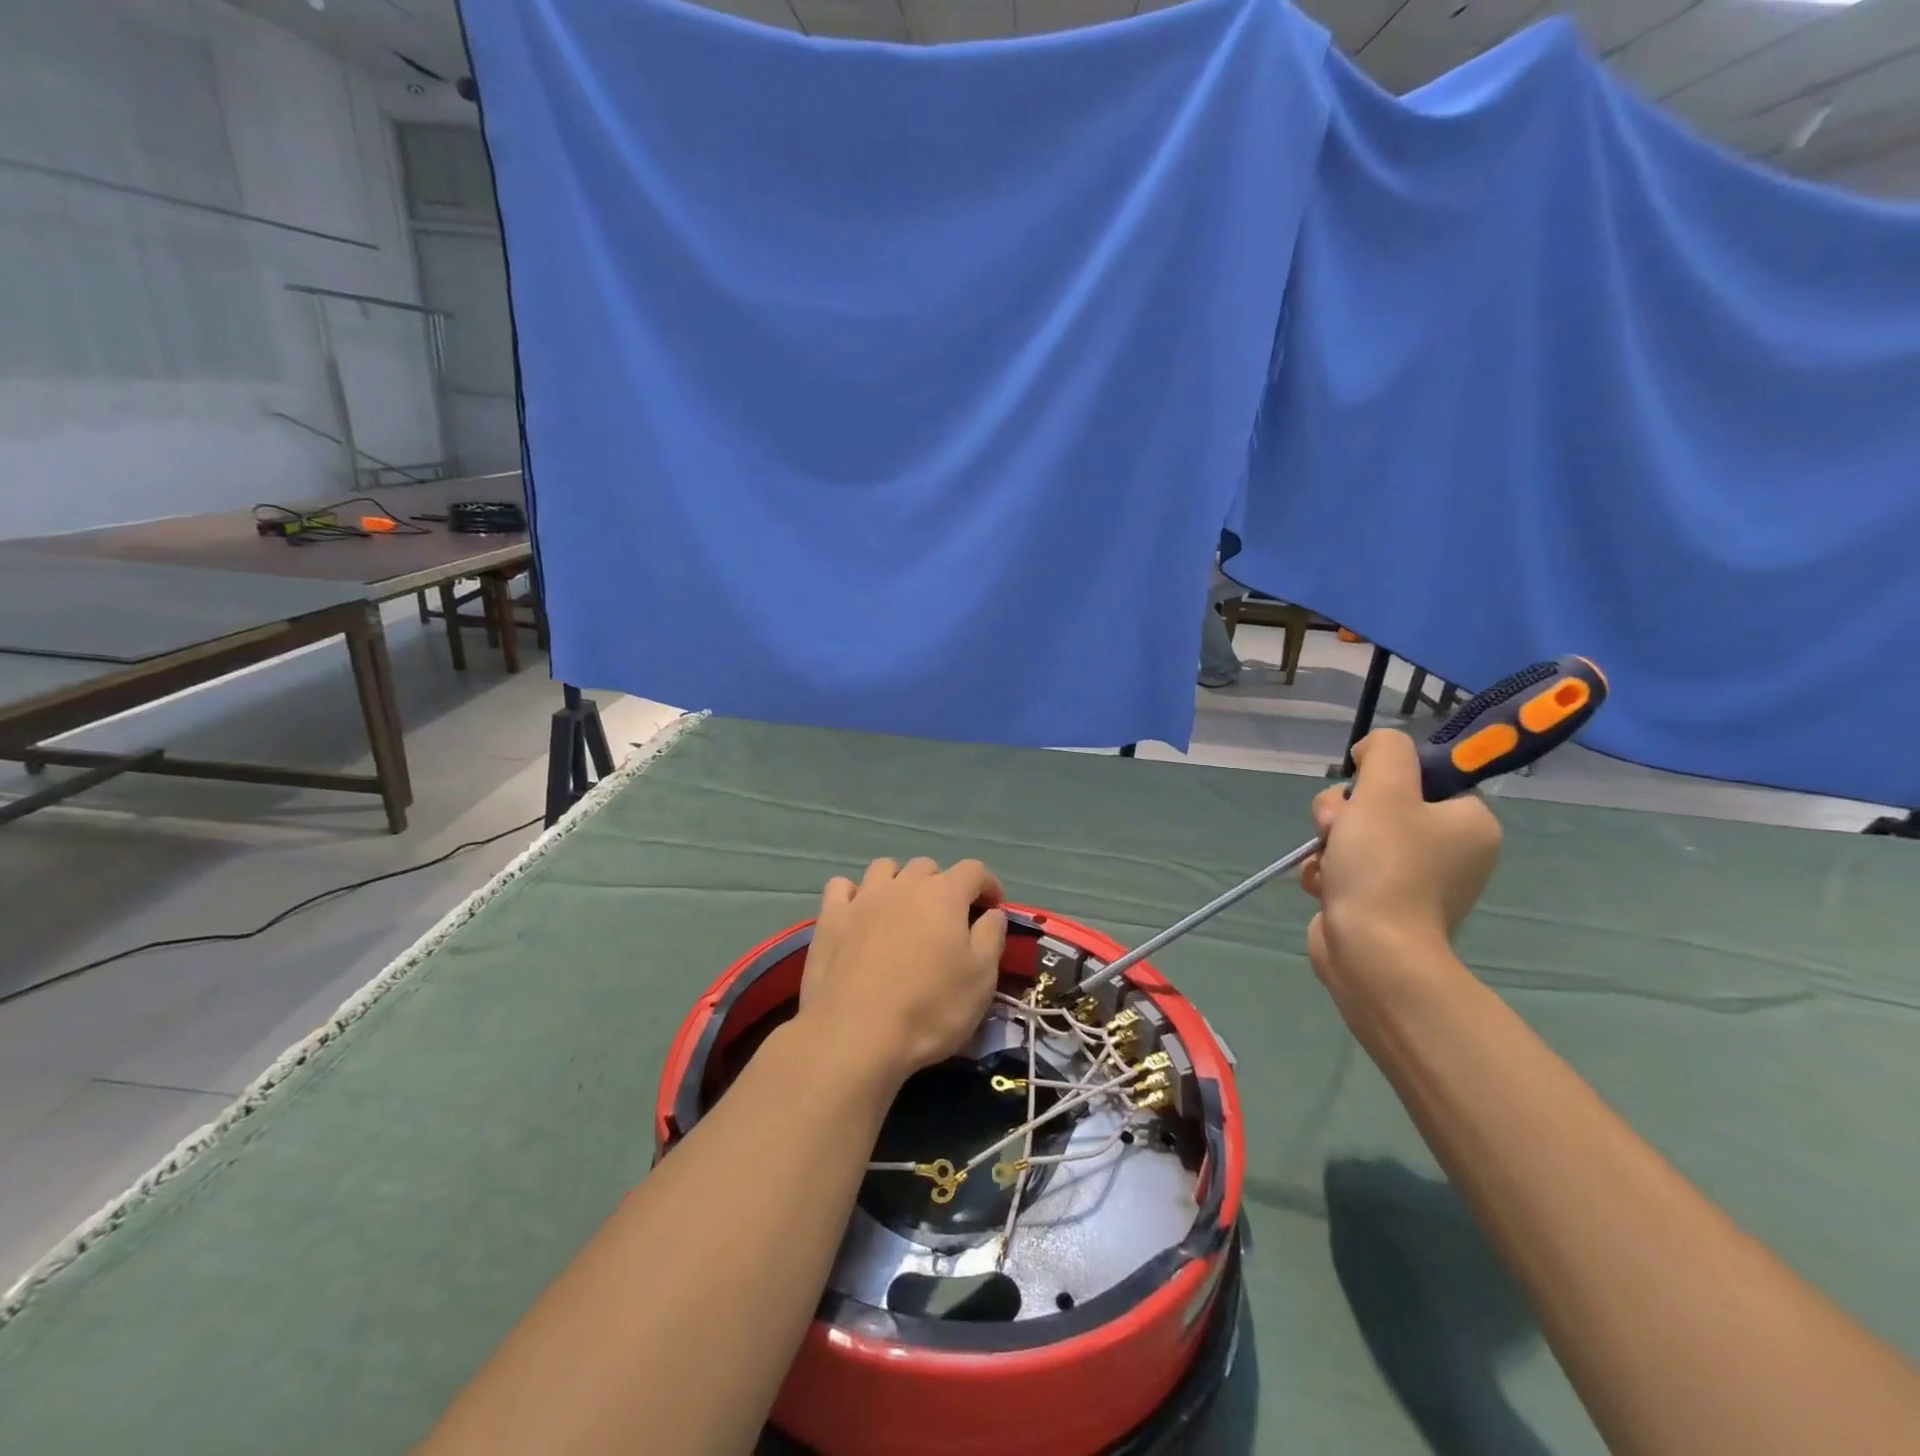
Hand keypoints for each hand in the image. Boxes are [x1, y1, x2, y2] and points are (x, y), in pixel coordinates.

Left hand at [798, 857, 1007, 1091]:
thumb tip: (992, 912)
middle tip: (946, 919)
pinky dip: (854, 894)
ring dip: (899, 882)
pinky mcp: (830, 919)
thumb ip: (991, 937)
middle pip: (927, 867)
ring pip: (884, 869)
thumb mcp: (981, 979)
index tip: (994, 907)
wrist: (854, 1035)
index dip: (988, 884)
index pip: (973, 870)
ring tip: (902, 911)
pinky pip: (841, 887)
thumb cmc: (929, 1009)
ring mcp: (862, 899)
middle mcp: (903, 885)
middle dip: (942, 885)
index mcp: (944, 895)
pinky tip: (858, 915)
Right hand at [1300, 731, 1500, 1016]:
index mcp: (1470, 823)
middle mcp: (1451, 851)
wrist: (1372, 953)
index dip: (1383, 778)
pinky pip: (1347, 868)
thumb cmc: (1385, 866)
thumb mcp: (1385, 788)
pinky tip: (1322, 884)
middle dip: (1345, 812)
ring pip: (1356, 835)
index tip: (1363, 791)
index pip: (1424, 778)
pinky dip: (1327, 871)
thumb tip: (1372, 751)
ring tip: (1326, 862)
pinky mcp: (1382, 905)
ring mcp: (1415, 881)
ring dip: (1330, 841)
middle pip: (1382, 804)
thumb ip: (1385, 750)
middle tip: (1336, 828)